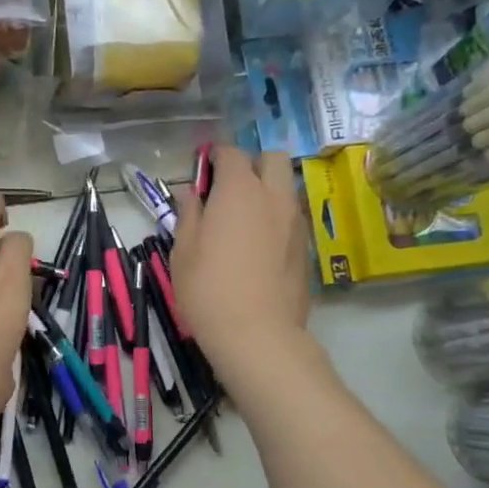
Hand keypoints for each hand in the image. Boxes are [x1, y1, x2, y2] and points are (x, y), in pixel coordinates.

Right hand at [171, 147, 309, 380]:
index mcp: (239, 191)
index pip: (231, 153)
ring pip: (286, 187)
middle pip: (272, 158)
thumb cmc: (208, 290)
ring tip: (246, 219)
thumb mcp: (183, 252)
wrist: (257, 334)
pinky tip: (260, 246)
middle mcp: (273, 196)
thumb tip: (190, 193)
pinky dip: (277, 218)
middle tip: (230, 190)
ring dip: (268, 191)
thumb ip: (189, 215)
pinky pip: (292, 217)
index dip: (215, 157)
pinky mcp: (306, 247)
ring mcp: (295, 221)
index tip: (203, 171)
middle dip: (252, 164)